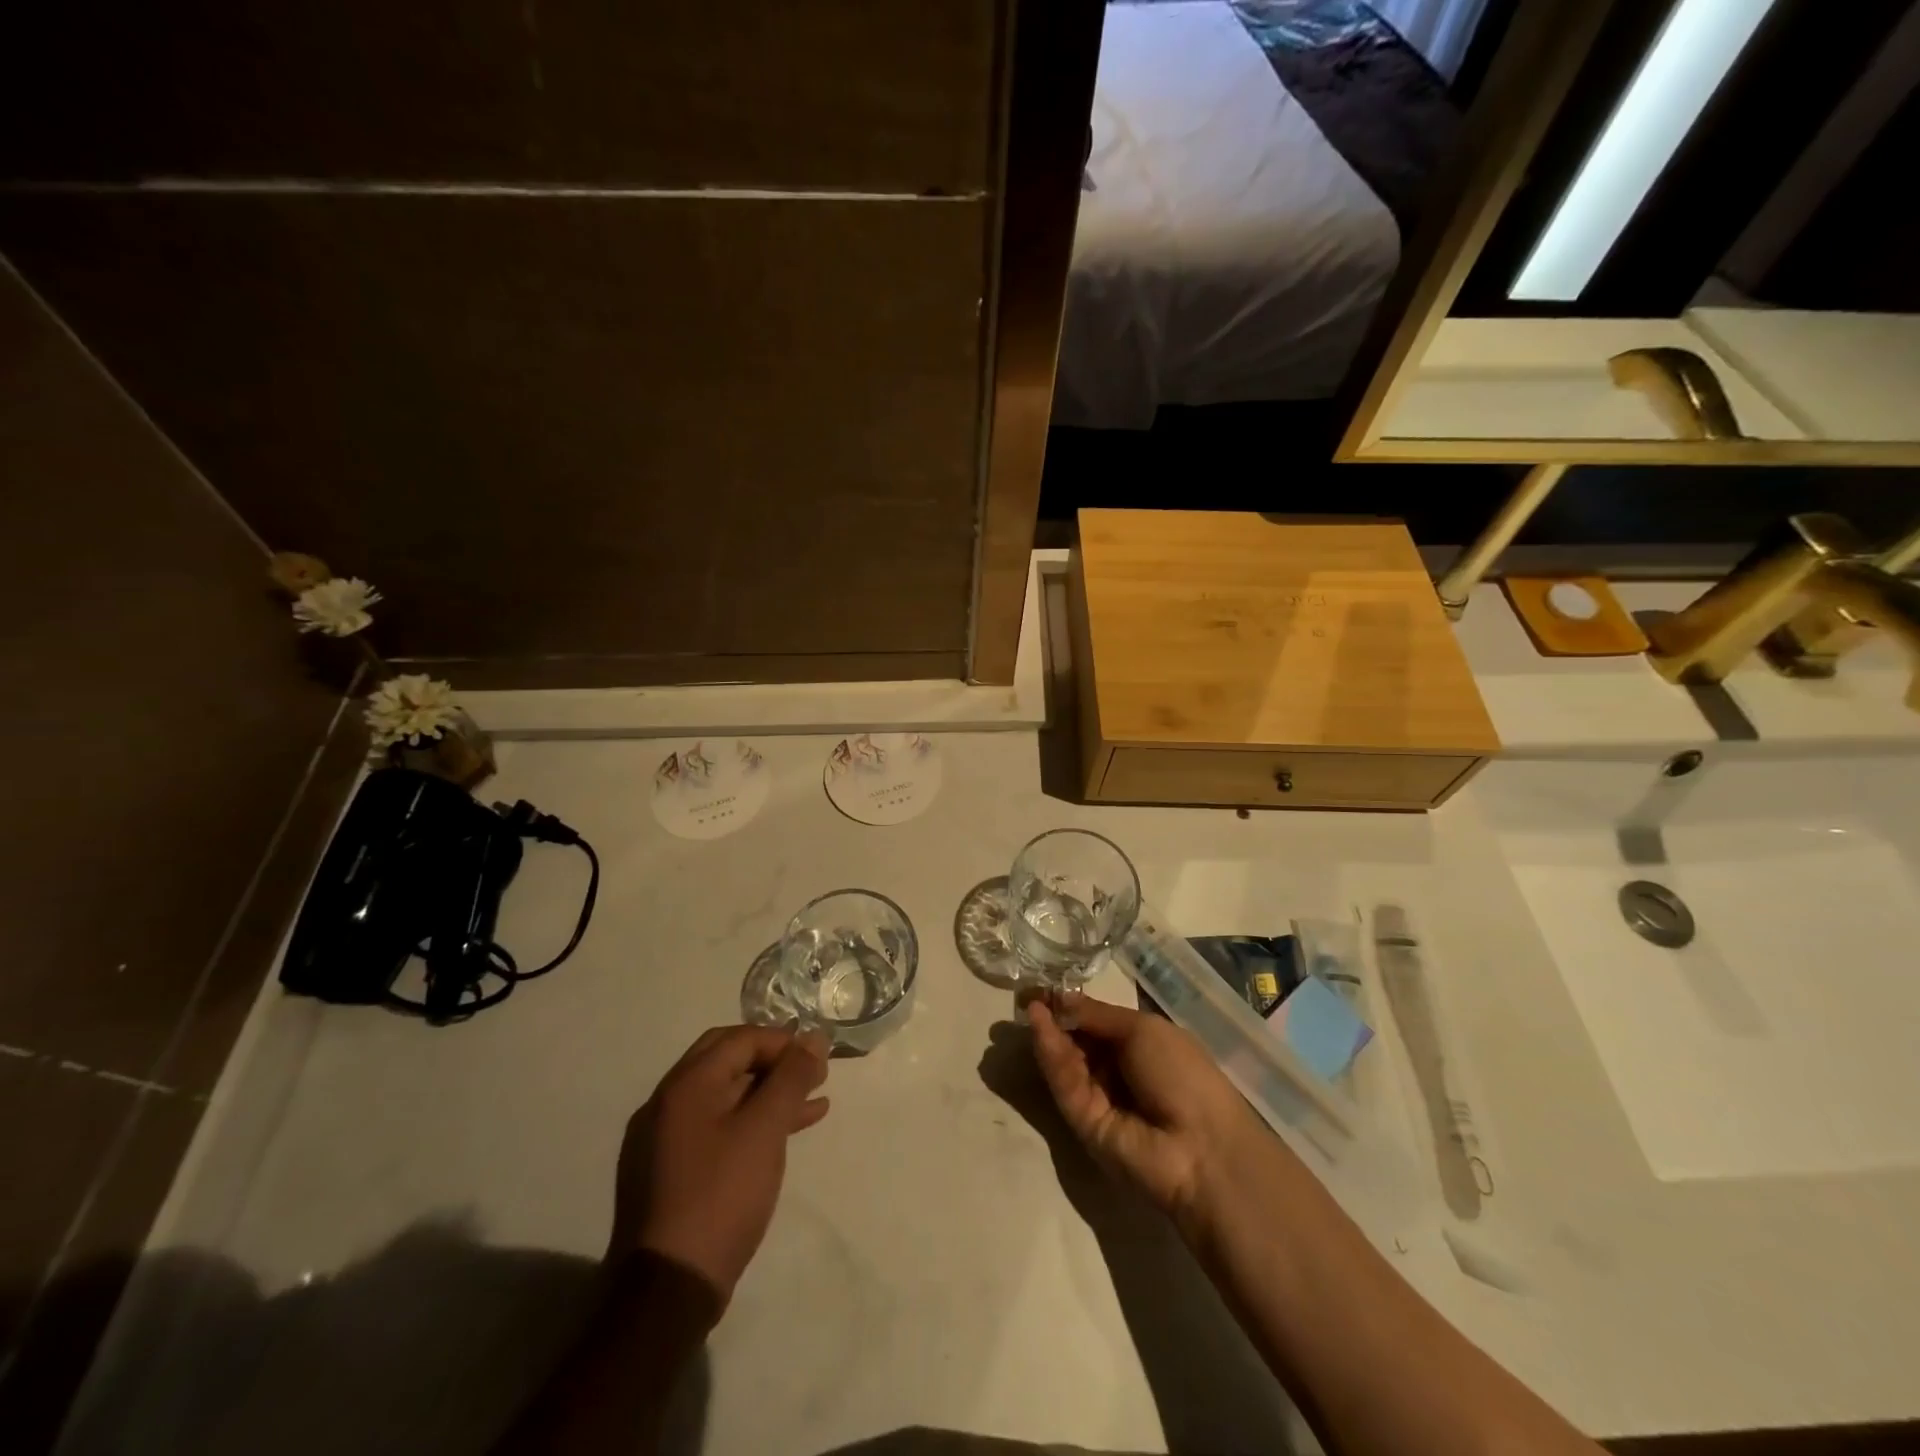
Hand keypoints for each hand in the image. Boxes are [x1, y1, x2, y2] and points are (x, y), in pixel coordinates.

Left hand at [611, 1025, 829, 1304]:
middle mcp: (668, 1103)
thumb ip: (791, 1078)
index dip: (782, 1042)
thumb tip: (813, 1037)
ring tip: (813, 1102)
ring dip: (768, 1093)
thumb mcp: (765, 1130)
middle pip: (728, 1061)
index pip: (740, 1039)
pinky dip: (751, 1122)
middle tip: (812, 1073)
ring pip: (725, 1096)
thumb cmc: (721, 1196)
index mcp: (685, 1085)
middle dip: (774, 1062)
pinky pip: (717, 1128)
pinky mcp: (670, 1172)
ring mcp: (664, 1139)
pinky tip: (786, 1134)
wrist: (668, 1290)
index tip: (817, 1059)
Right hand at [1029, 992, 1259, 1230]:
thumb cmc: (1182, 1074)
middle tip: (1027, 994)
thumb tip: (1060, 996)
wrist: (1201, 1147)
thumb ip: (1097, 1014)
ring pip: (1067, 1061)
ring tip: (1030, 1005)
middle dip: (1053, 1017)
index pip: (1096, 1021)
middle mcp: (1117, 1070)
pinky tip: (1040, 1027)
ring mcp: (1099, 1098)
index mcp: (1139, 1045)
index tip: (1043, 986)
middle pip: (1077, 1040)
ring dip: (1048, 1032)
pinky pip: (1065, 1083)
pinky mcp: (1082, 1122)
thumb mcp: (1142, 1030)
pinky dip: (1051, 1055)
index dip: (1071, 1004)